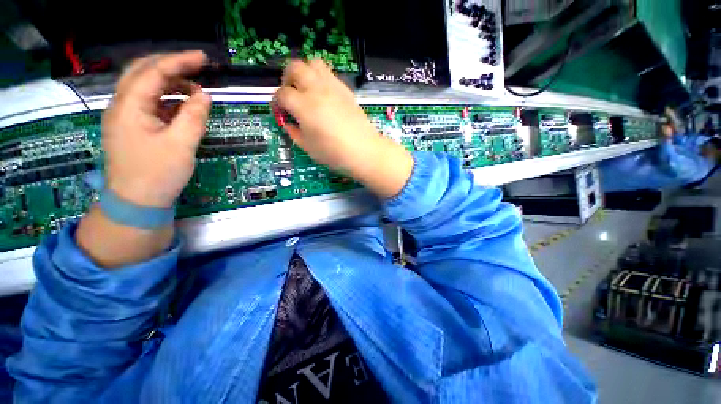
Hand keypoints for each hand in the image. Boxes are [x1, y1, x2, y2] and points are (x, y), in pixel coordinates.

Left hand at [77, 51, 210, 268]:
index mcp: (129, 106)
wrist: (137, 202)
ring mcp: (125, 117)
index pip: (153, 72)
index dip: (179, 61)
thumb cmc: (158, 174)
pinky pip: (149, 104)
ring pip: (145, 87)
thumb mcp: (182, 145)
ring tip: (195, 91)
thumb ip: (194, 116)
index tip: (203, 59)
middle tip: (197, 68)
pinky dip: (167, 100)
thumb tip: (205, 96)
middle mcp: (122, 105)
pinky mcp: (132, 127)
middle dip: (170, 65)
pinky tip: (183, 107)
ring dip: (170, 83)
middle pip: (142, 72)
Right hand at [274, 60, 412, 197]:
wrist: (364, 151)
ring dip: (305, 72)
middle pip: (295, 67)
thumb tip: (288, 123)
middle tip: (291, 93)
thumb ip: (294, 132)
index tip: (280, 110)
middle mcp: (317, 90)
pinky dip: (321, 79)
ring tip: (307, 89)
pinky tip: (325, 95)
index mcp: (304, 106)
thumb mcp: (308, 148)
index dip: (277, 101)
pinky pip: (330, 74)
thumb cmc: (334, 153)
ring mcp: (333, 87)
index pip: (282, 93)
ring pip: (314, 63)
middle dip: (287, 78)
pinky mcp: (346, 90)